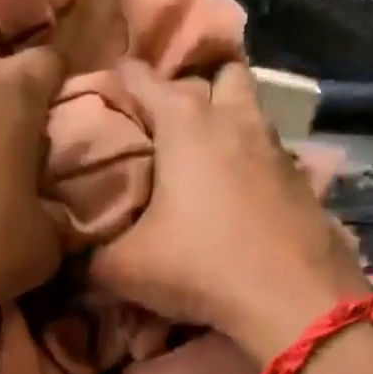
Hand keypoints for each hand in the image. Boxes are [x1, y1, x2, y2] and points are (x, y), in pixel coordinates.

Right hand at [89, 60, 368, 360]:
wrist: (293, 300)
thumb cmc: (200, 265)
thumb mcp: (124, 269)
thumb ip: (89, 259)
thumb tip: (69, 261)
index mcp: (185, 124)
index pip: (142, 78)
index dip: (118, 77)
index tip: (102, 88)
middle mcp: (234, 121)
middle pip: (219, 74)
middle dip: (193, 85)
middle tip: (166, 118)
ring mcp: (276, 148)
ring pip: (251, 112)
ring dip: (227, 122)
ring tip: (200, 156)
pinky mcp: (303, 182)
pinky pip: (270, 155)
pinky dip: (251, 164)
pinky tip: (236, 197)